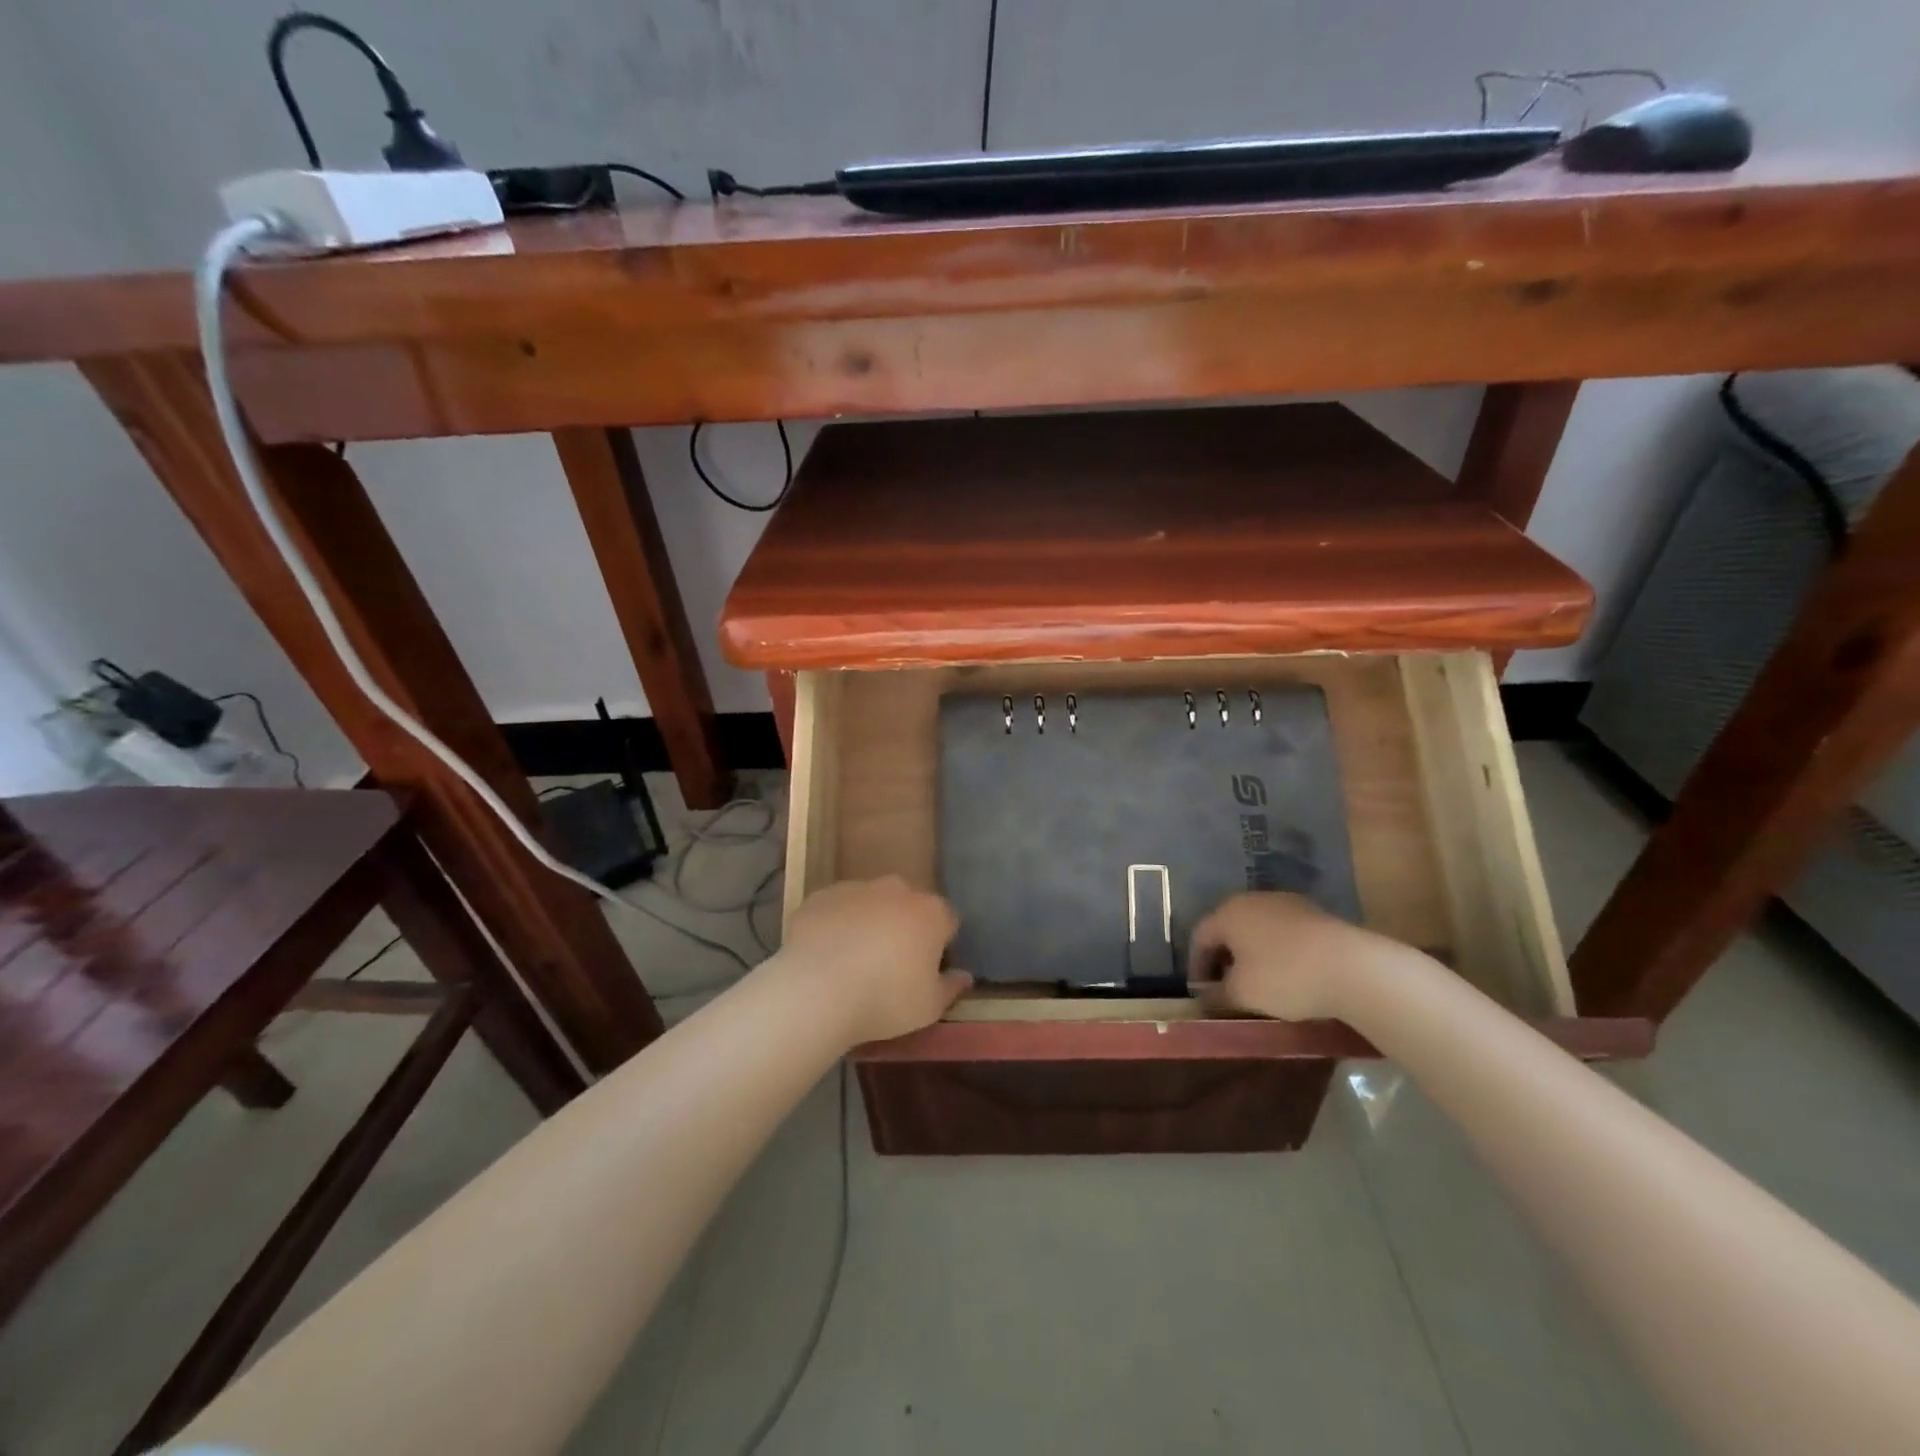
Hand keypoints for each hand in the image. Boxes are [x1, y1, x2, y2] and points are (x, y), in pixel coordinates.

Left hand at [780, 877, 969, 1045]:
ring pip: (871, 903)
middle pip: (909, 905)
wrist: (816, 989)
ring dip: (869, 923)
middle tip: (891, 965)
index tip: (927, 969)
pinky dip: (835, 925)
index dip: (940, 945)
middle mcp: (896, 890)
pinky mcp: (820, 896)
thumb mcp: (929, 1007)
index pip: (947, 921)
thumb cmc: (885, 999)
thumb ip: (951, 988)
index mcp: (930, 912)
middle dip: (904, 927)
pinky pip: (836, 909)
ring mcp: (856, 888)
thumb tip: (965, 976)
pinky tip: (825, 954)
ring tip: (853, 961)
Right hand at [1188, 892, 1399, 1020]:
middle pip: (1229, 929)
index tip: (1201, 993)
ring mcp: (1288, 904)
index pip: (1200, 936)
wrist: (1353, 967)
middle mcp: (1253, 900)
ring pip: (1258, 929)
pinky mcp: (1316, 914)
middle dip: (1224, 958)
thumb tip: (1204, 997)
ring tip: (1259, 984)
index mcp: (1228, 912)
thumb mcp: (1242, 993)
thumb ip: (1217, 994)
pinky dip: (1278, 952)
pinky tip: (1289, 975)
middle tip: (1226, 987)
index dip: (1197, 966)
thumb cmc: (1284, 976)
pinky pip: (1285, 934)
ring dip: (1252, 955)